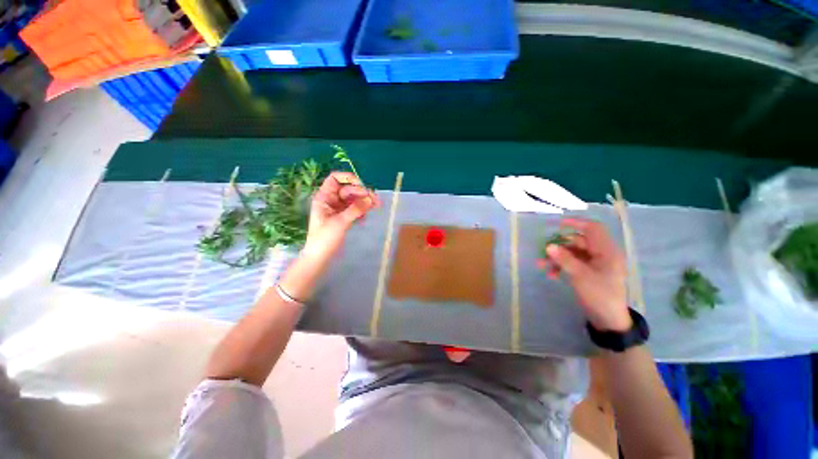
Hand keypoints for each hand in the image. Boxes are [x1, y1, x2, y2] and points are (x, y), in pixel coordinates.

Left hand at [301, 172, 378, 264]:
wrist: (320, 257)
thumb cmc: (324, 238)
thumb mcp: (340, 222)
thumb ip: (355, 209)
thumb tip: (370, 198)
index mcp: (324, 197)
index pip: (335, 179)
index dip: (348, 178)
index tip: (362, 186)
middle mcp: (331, 200)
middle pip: (348, 189)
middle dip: (361, 193)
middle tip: (375, 200)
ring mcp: (338, 209)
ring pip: (353, 199)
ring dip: (364, 201)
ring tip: (377, 205)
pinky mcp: (343, 217)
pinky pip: (354, 208)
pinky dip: (361, 210)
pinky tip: (367, 216)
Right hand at [545, 218, 631, 331]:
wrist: (607, 319)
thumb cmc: (599, 295)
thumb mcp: (580, 276)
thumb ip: (564, 259)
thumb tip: (549, 245)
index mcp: (606, 251)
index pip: (593, 229)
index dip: (576, 223)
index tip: (557, 224)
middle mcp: (601, 254)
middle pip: (577, 242)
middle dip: (559, 246)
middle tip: (543, 251)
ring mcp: (594, 263)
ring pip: (572, 253)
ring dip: (556, 258)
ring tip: (541, 265)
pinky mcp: (588, 272)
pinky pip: (572, 263)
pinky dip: (560, 266)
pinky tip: (551, 274)